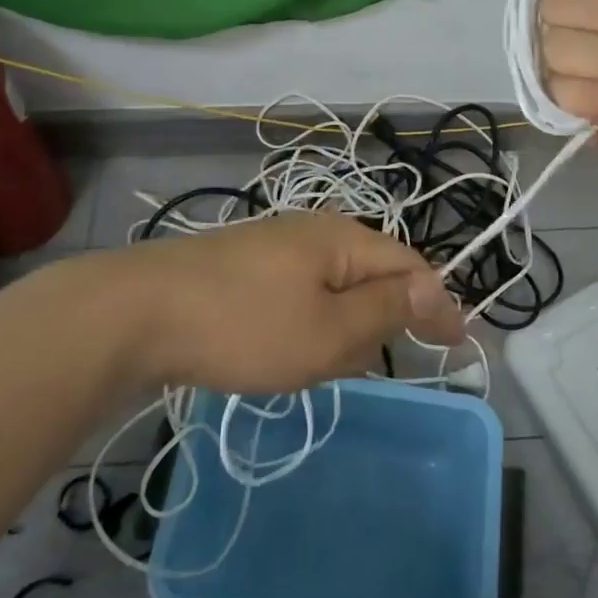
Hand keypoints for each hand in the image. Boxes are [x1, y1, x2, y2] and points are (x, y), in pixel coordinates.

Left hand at [96, 212, 464, 393]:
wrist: (139, 313)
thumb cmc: (245, 325)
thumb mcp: (329, 331)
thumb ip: (386, 311)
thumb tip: (436, 288)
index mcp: (342, 239)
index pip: (409, 267)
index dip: (436, 305)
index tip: (458, 347)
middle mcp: (314, 232)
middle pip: (371, 278)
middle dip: (375, 324)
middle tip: (352, 364)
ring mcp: (276, 248)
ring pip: (332, 293)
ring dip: (336, 332)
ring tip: (308, 364)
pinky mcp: (246, 269)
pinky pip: (298, 298)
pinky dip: (303, 328)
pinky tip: (278, 352)